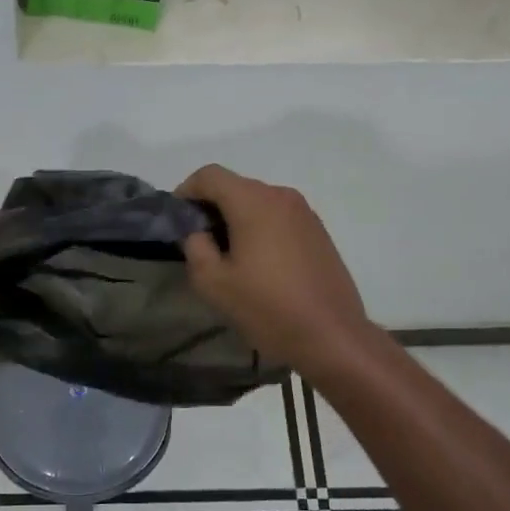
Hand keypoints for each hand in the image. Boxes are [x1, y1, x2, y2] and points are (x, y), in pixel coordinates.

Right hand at [177, 165, 374, 377]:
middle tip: (199, 243)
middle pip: (235, 186)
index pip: (209, 175)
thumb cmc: (267, 307)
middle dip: (211, 207)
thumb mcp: (213, 282)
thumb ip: (195, 247)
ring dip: (236, 219)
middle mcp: (281, 196)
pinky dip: (260, 228)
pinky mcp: (318, 232)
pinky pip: (278, 218)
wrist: (332, 336)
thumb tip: (198, 232)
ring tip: (228, 256)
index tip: (177, 221)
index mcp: (254, 202)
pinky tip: (259, 264)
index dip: (186, 191)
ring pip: (258, 202)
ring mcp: (305, 213)